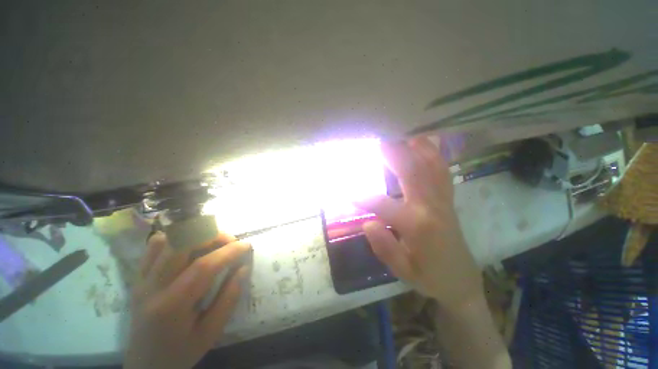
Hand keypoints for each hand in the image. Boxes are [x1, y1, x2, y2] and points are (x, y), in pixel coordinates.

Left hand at [124, 231, 250, 368]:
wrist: (144, 365)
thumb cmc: (180, 352)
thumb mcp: (211, 332)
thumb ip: (229, 298)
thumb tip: (243, 267)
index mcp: (172, 305)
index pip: (203, 266)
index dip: (229, 251)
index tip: (247, 245)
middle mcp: (152, 286)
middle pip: (182, 243)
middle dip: (212, 235)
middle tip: (230, 242)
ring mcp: (142, 279)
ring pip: (168, 239)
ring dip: (196, 235)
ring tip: (212, 243)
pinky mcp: (138, 276)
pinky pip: (154, 246)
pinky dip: (176, 238)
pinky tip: (189, 248)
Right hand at [356, 137, 481, 308]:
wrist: (462, 281)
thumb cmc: (429, 277)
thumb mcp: (403, 271)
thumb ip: (384, 246)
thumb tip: (367, 223)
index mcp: (417, 226)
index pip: (383, 205)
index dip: (363, 197)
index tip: (346, 190)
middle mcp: (431, 207)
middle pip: (411, 173)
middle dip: (392, 154)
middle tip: (377, 138)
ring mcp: (443, 200)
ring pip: (431, 167)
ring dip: (416, 148)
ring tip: (402, 132)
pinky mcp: (448, 199)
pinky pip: (442, 172)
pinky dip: (434, 155)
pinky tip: (425, 143)